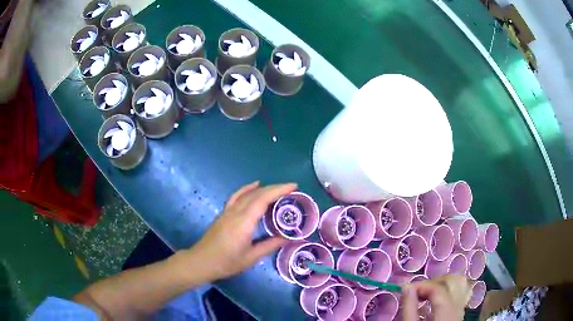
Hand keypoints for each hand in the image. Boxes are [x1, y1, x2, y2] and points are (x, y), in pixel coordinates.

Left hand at [185, 181, 296, 280]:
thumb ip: (270, 245)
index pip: (263, 199)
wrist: (202, 261)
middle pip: (257, 194)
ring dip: (264, 188)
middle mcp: (235, 212)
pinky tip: (254, 186)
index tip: (294, 187)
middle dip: (275, 188)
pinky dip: (247, 189)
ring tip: (278, 190)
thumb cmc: (227, 262)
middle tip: (292, 189)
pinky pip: (237, 196)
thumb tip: (288, 238)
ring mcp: (228, 211)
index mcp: (244, 222)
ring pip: (247, 193)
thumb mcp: (251, 257)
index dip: (279, 190)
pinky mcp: (224, 213)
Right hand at [402, 274, 470, 320]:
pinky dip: (447, 292)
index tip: (406, 290)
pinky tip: (435, 302)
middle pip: (453, 281)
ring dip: (441, 285)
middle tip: (416, 292)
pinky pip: (459, 294)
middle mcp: (458, 307)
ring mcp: (461, 309)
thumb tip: (406, 286)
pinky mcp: (459, 313)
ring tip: (426, 295)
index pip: (438, 288)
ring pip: (458, 285)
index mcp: (446, 311)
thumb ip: (409, 306)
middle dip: (433, 282)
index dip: (421, 285)